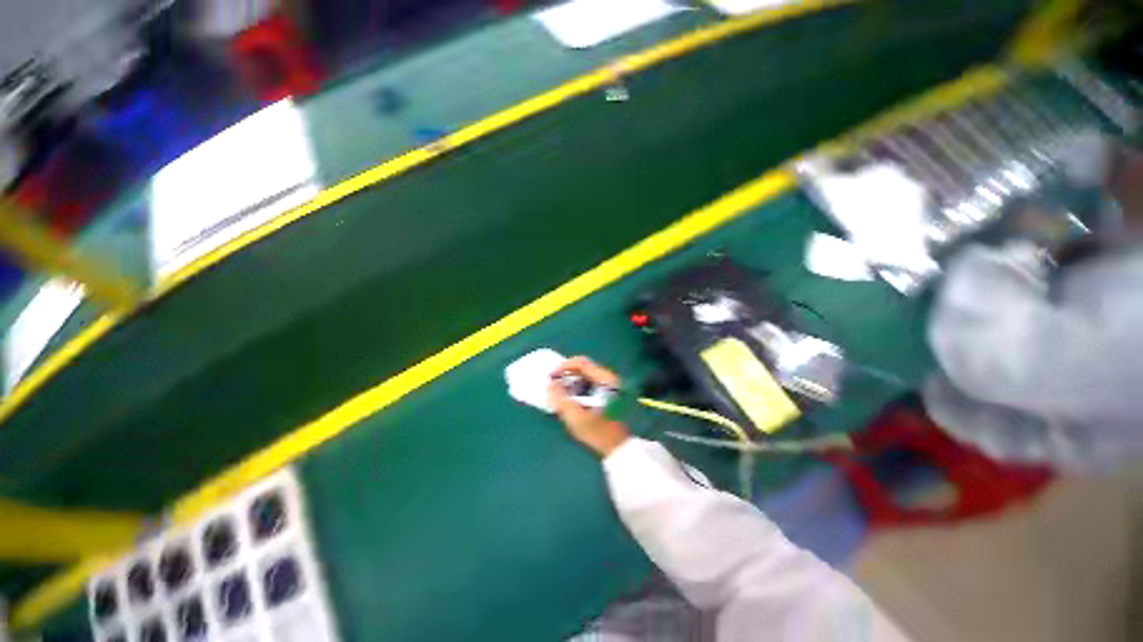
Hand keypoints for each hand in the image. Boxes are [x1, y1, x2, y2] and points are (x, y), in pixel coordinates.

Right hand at [548, 357, 629, 457]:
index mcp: (605, 380)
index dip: (564, 366)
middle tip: (554, 384)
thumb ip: (561, 399)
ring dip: (572, 381)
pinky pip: (591, 383)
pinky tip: (572, 400)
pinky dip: (579, 387)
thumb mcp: (576, 417)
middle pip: (584, 367)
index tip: (551, 376)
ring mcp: (611, 385)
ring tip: (560, 393)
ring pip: (587, 375)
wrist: (620, 448)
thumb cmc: (598, 433)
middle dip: (566, 374)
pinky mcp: (610, 393)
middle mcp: (610, 378)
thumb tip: (550, 384)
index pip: (582, 362)